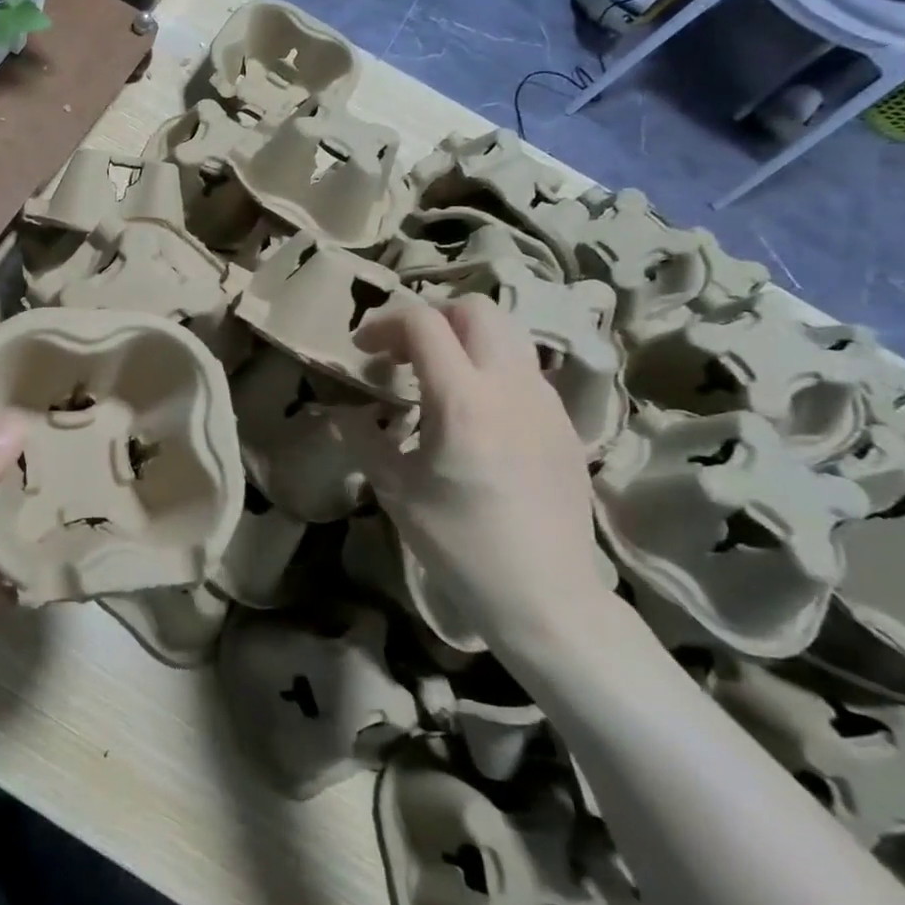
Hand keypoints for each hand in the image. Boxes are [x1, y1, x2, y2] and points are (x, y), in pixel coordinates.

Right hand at [353, 294, 610, 654]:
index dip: (385, 323)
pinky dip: (490, 366)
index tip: (363, 348)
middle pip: (476, 309)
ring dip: (465, 337)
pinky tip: (473, 410)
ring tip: (436, 375)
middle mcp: (510, 387)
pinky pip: (524, 369)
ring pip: (508, 333)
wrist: (546, 594)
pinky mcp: (564, 421)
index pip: (424, 324)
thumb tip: (340, 412)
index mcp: (463, 401)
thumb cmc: (460, 544)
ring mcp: (545, 401)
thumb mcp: (396, 491)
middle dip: (431, 316)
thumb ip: (363, 439)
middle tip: (402, 353)